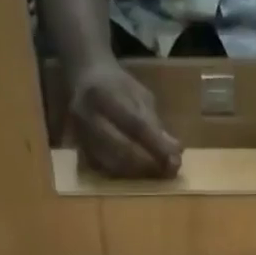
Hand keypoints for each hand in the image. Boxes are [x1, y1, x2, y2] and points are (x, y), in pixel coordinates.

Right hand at [68, 58, 181, 178]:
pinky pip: (104, 170)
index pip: (135, 125)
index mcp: (103, 94)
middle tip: (169, 171)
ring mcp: (80, 135)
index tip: (176, 160)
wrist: (84, 79)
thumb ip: (155, 123)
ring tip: (158, 173)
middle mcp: (86, 116)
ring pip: (112, 164)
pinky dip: (125, 175)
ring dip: (139, 173)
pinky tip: (140, 174)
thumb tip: (175, 152)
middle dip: (149, 164)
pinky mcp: (79, 150)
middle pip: (122, 149)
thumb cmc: (118, 87)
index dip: (157, 146)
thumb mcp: (140, 95)